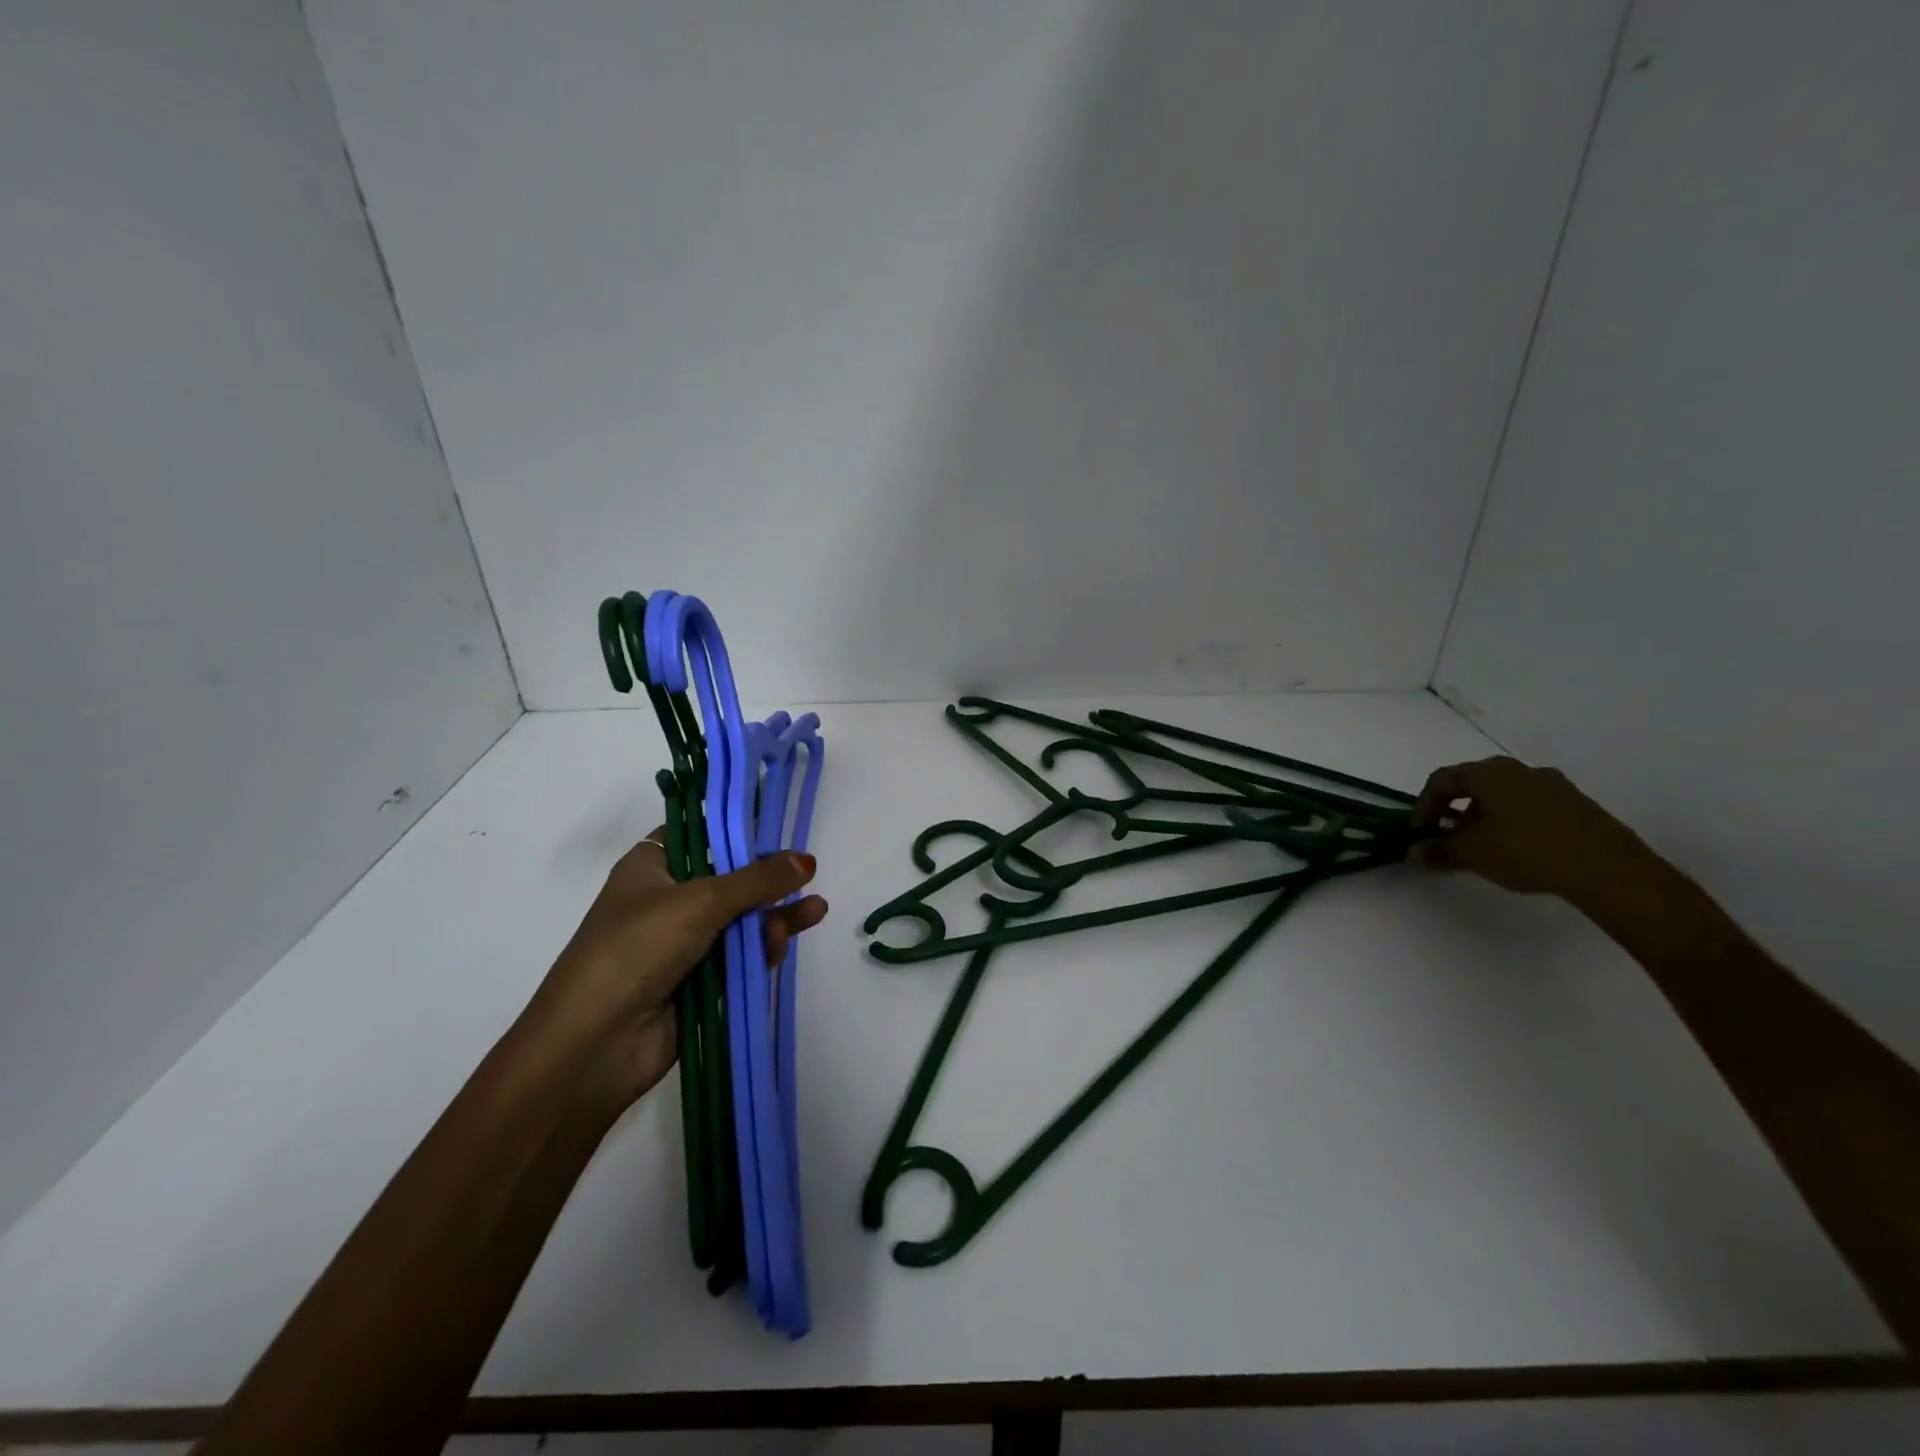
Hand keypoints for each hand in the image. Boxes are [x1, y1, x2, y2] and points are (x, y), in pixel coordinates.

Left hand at [520, 833, 827, 1115]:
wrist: (594, 1045)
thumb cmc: (637, 949)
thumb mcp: (700, 901)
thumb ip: (758, 880)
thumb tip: (807, 860)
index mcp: (651, 868)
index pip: (699, 834)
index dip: (735, 829)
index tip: (776, 824)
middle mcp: (667, 900)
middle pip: (729, 877)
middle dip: (767, 877)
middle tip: (806, 872)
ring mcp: (684, 943)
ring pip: (741, 919)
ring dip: (775, 914)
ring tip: (815, 910)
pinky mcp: (701, 980)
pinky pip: (741, 956)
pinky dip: (764, 947)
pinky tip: (785, 940)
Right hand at [1412, 756, 1656, 903]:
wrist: (1606, 868)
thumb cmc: (1525, 850)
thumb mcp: (1471, 854)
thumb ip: (1438, 851)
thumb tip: (1416, 853)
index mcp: (1488, 772)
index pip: (1441, 780)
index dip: (1423, 806)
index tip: (1420, 832)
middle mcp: (1519, 769)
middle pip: (1474, 784)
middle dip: (1455, 810)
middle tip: (1449, 837)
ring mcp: (1553, 784)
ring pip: (1505, 795)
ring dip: (1485, 816)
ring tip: (1484, 846)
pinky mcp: (1577, 804)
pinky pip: (1532, 806)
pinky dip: (1514, 821)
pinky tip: (1518, 849)